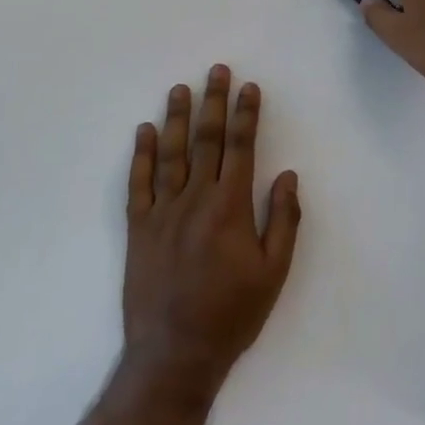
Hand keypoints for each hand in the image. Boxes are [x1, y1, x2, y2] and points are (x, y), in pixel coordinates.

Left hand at [121, 65, 300, 397]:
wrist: (175, 354)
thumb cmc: (232, 314)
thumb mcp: (274, 273)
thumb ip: (283, 221)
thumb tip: (286, 176)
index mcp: (230, 207)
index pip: (240, 148)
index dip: (246, 115)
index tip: (249, 87)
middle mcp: (195, 199)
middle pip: (206, 140)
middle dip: (213, 102)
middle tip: (217, 70)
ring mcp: (162, 211)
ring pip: (171, 154)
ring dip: (177, 118)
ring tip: (181, 88)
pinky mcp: (138, 228)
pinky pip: (139, 183)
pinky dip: (142, 155)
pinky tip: (144, 131)